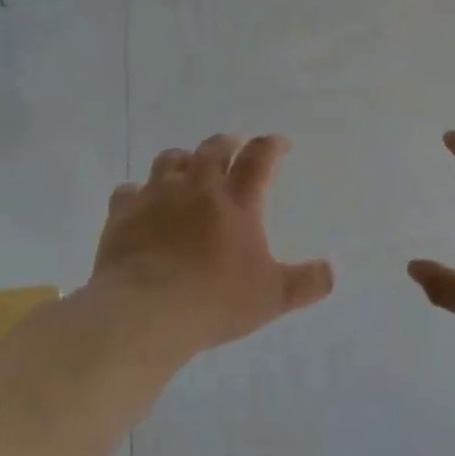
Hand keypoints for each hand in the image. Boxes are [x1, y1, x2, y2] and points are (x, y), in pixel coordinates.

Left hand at [91, 134, 332, 356]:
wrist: (144, 311)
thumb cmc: (214, 301)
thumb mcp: (271, 298)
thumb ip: (306, 283)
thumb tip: (332, 272)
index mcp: (237, 200)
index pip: (259, 158)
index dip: (272, 145)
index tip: (279, 144)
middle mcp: (198, 187)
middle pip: (213, 149)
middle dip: (227, 144)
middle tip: (233, 147)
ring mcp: (157, 196)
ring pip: (170, 160)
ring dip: (182, 159)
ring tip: (187, 167)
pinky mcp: (122, 213)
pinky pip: (128, 190)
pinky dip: (138, 192)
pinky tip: (140, 202)